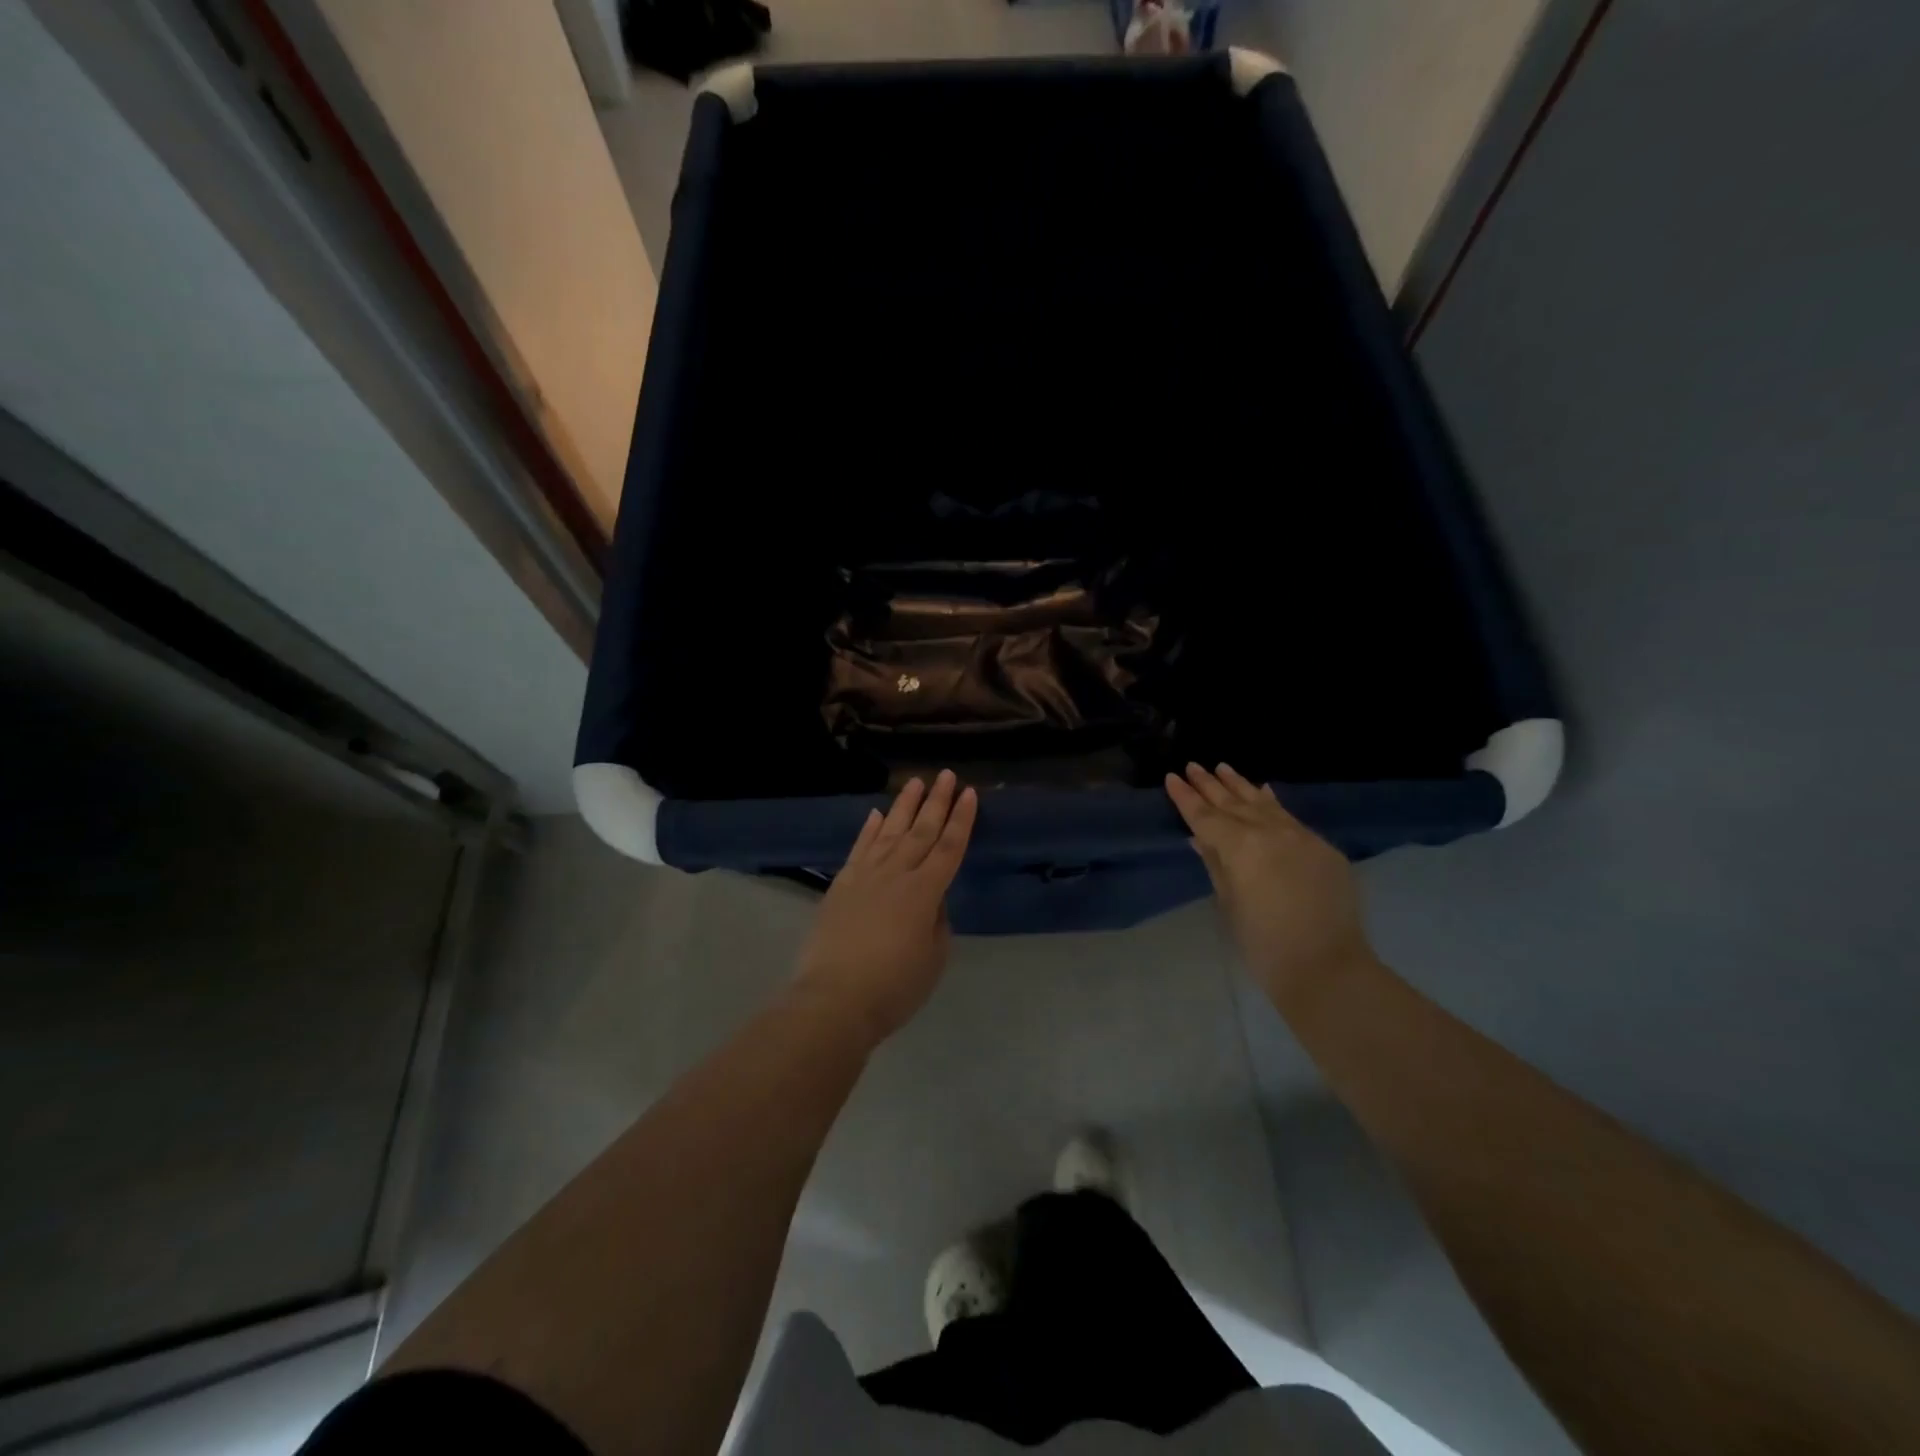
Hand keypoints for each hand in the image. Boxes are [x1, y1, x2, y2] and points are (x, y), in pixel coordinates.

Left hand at [794, 770, 977, 1044]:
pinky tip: (875, 814)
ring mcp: (865, 876)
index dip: (962, 820)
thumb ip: (937, 922)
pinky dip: (868, 829)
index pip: (950, 847)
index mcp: (925, 892)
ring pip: (889, 832)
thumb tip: (931, 900)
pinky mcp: (841, 885)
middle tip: (946, 775)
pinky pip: (859, 849)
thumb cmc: (894, 987)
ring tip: (915, 782)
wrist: (834, 999)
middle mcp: (896, 874)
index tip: (970, 793)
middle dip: (937, 801)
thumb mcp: (934, 958)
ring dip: (904, 806)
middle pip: (921, 831)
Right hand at [1165, 763, 1374, 1012]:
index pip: (1205, 816)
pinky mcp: (1323, 849)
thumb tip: (1201, 839)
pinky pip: (1290, 817)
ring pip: (1264, 803)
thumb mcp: (1229, 902)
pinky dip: (1272, 803)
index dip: (1186, 797)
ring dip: (1241, 786)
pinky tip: (1264, 791)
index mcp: (1241, 845)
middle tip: (1193, 766)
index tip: (1172, 777)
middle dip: (1210, 785)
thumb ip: (1216, 864)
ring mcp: (1301, 836)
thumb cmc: (1263, 944)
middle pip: (1233, 803)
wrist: (1327, 968)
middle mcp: (1270, 831)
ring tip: (1223, 767)